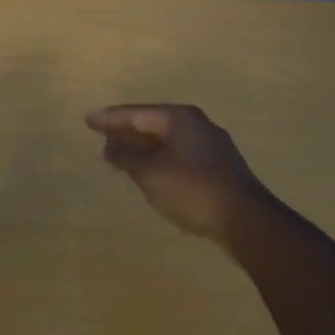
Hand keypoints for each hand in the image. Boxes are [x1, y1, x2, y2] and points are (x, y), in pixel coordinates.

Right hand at [85, 104, 271, 244]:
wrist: (246, 221)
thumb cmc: (192, 190)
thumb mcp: (150, 173)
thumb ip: (127, 155)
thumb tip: (110, 144)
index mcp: (179, 118)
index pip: (136, 113)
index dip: (110, 118)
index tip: (88, 120)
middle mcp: (197, 124)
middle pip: (153, 123)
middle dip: (127, 131)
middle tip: (102, 136)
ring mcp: (212, 145)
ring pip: (168, 140)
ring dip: (143, 147)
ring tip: (121, 155)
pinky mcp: (219, 167)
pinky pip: (179, 154)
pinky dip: (160, 158)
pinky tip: (151, 171)